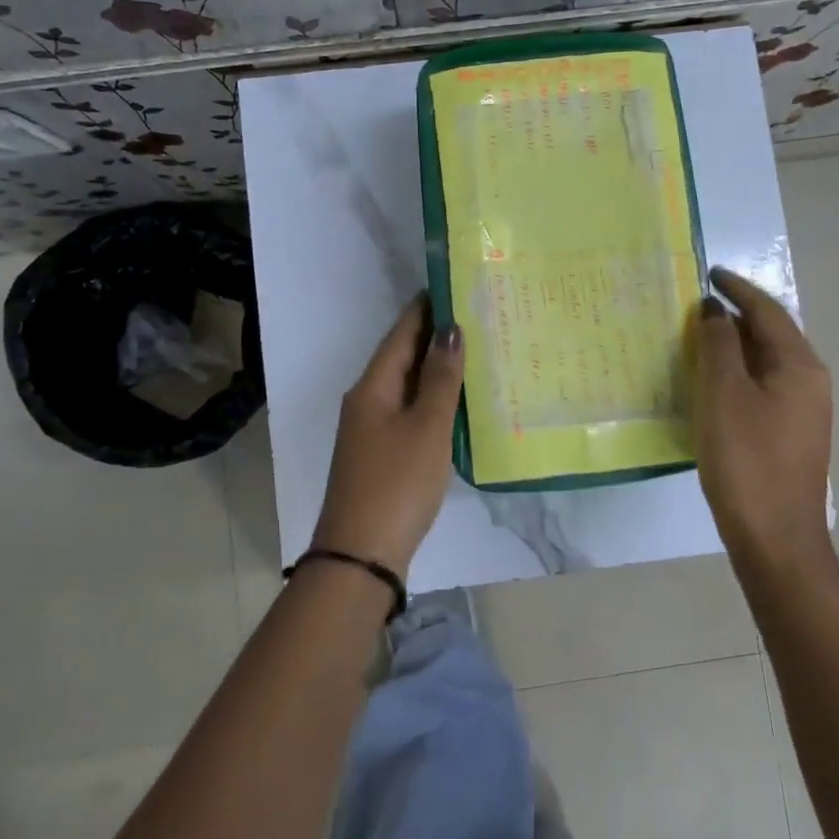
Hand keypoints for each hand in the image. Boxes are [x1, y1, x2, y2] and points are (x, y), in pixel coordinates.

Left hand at [310, 293, 464, 574]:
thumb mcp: (427, 427)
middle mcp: (367, 400)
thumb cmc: (397, 482)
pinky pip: (409, 410)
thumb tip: (451, 328)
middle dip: (435, 336)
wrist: (361, 555)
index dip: (425, 308)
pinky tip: (457, 401)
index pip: (401, 333)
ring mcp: (371, 428)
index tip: (454, 284)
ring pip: (407, 385)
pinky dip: (433, 398)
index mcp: (373, 386)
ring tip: (475, 350)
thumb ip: (441, 378)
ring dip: (436, 368)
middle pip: (402, 356)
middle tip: (476, 315)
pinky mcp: (381, 453)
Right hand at [693, 266, 834, 576]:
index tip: (709, 272)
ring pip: (765, 361)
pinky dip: (737, 372)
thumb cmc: (746, 459)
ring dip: (733, 345)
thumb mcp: (723, 394)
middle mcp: (810, 381)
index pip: (767, 311)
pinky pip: (762, 385)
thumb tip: (715, 310)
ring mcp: (804, 409)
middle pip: (770, 333)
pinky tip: (711, 381)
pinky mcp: (790, 432)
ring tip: (697, 337)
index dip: (737, 288)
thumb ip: (718, 345)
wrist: (775, 537)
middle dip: (734, 315)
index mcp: (800, 365)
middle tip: (694, 306)